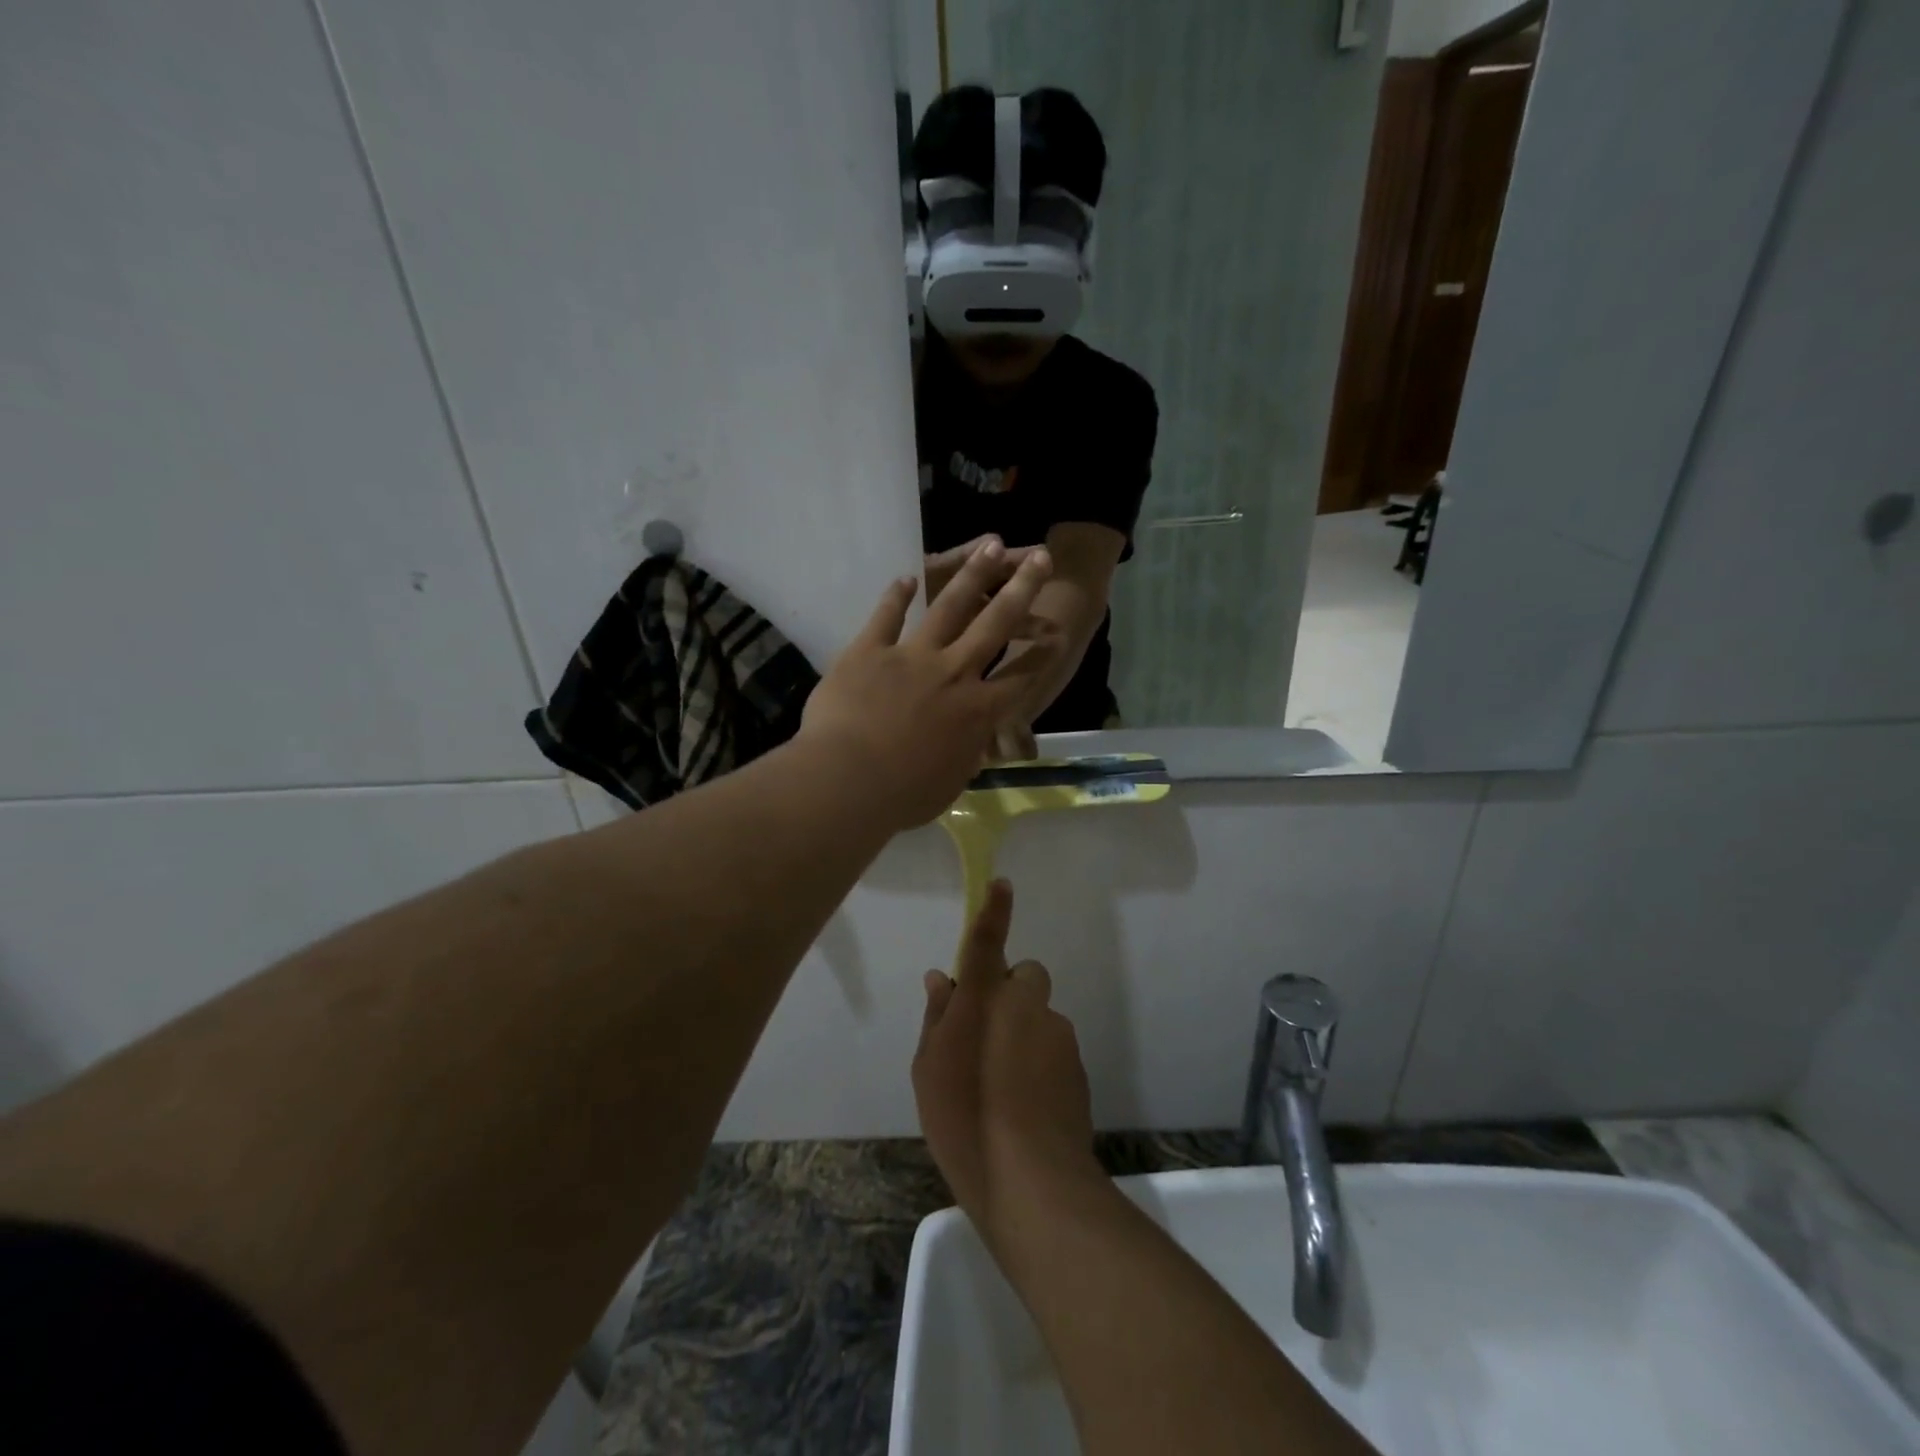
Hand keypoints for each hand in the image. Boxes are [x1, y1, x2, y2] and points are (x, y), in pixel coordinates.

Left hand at [800, 540, 1059, 829]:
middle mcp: (952, 673)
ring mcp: (911, 656)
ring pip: (949, 608)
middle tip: (1040, 557)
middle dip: (1021, 589)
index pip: (1021, 676)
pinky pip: (887, 616)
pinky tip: (907, 577)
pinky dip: (897, 596)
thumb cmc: (903, 796)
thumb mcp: (949, 784)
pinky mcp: (869, 650)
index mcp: (977, 711)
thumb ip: (965, 757)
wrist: (847, 781)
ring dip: (972, 575)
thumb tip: (972, 746)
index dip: (1042, 654)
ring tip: (990, 545)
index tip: (1058, 634)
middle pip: (995, 624)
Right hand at [913, 880, 1099, 1240]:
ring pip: (1039, 1015)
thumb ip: (938, 1016)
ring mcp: (1058, 1033)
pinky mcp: (1079, 1064)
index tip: (1002, 884)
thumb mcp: (929, 1068)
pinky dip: (1040, 1060)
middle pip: (1024, 977)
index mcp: (985, 998)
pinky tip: (1025, 1102)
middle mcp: (1026, 1004)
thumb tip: (941, 979)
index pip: (989, 939)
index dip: (994, 909)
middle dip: (1009, 993)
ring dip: (1024, 1032)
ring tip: (1002, 1084)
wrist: (1031, 1180)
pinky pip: (1054, 1045)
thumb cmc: (963, 1118)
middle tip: (985, 1036)